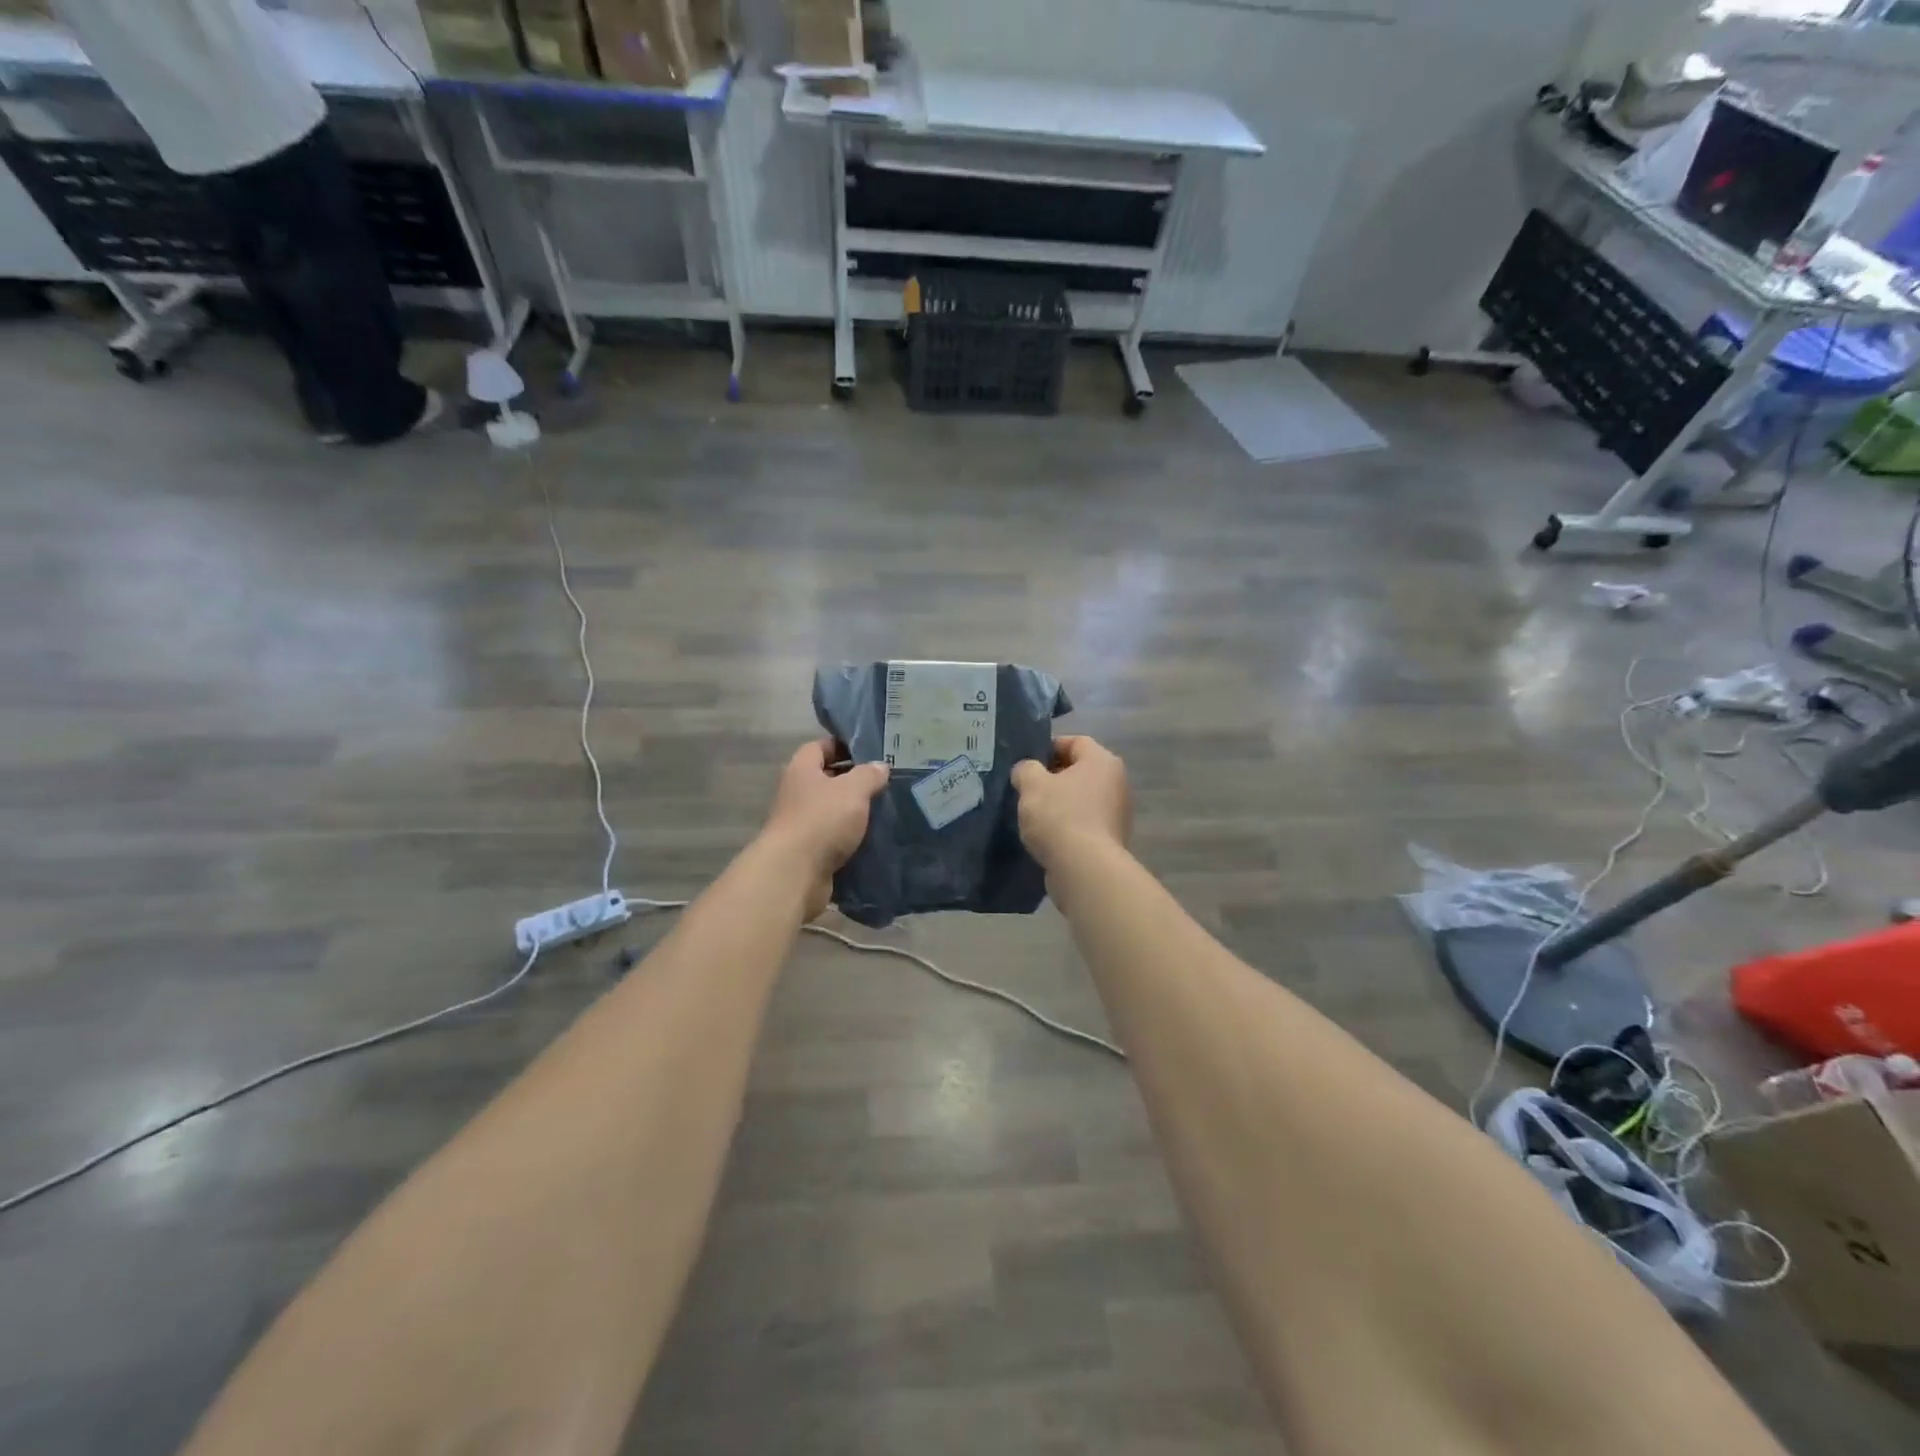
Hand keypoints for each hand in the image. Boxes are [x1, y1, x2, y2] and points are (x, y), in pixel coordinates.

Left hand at [761, 738, 888, 919]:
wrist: (795, 873)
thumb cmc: (822, 820)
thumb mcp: (853, 790)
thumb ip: (869, 774)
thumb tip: (880, 766)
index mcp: (801, 770)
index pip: (820, 747)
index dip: (843, 745)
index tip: (870, 752)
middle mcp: (796, 793)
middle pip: (826, 779)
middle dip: (853, 781)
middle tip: (884, 782)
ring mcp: (800, 824)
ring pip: (831, 810)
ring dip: (853, 812)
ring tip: (884, 810)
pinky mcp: (808, 851)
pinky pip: (833, 838)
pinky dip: (850, 838)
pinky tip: (874, 838)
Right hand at [1009, 735, 1130, 870]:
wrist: (1084, 869)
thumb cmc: (1059, 816)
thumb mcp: (1032, 785)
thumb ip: (1026, 769)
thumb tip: (1027, 770)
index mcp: (1102, 761)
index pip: (1075, 741)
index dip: (1049, 747)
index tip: (1027, 762)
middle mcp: (1116, 783)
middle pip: (1080, 770)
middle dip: (1052, 777)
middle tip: (1026, 788)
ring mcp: (1117, 813)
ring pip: (1081, 798)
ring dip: (1059, 803)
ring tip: (1033, 813)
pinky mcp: (1111, 839)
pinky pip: (1084, 822)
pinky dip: (1067, 825)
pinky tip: (1047, 836)